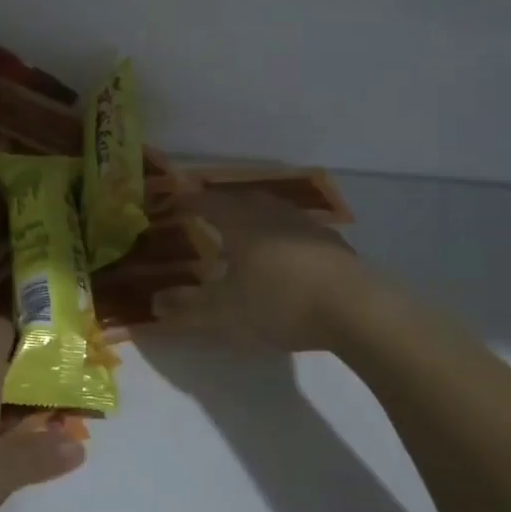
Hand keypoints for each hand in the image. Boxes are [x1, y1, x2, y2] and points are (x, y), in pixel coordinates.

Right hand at [159, 191, 392, 353]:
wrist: (356, 310)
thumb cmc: (281, 303)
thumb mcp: (225, 312)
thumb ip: (187, 307)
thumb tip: (154, 302)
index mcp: (242, 223)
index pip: (208, 202)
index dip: (188, 201)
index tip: (173, 202)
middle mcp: (272, 215)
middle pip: (242, 199)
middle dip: (222, 203)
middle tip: (208, 211)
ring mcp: (307, 227)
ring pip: (273, 211)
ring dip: (255, 215)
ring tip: (245, 229)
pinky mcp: (333, 245)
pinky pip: (298, 229)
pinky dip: (283, 234)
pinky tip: (287, 253)